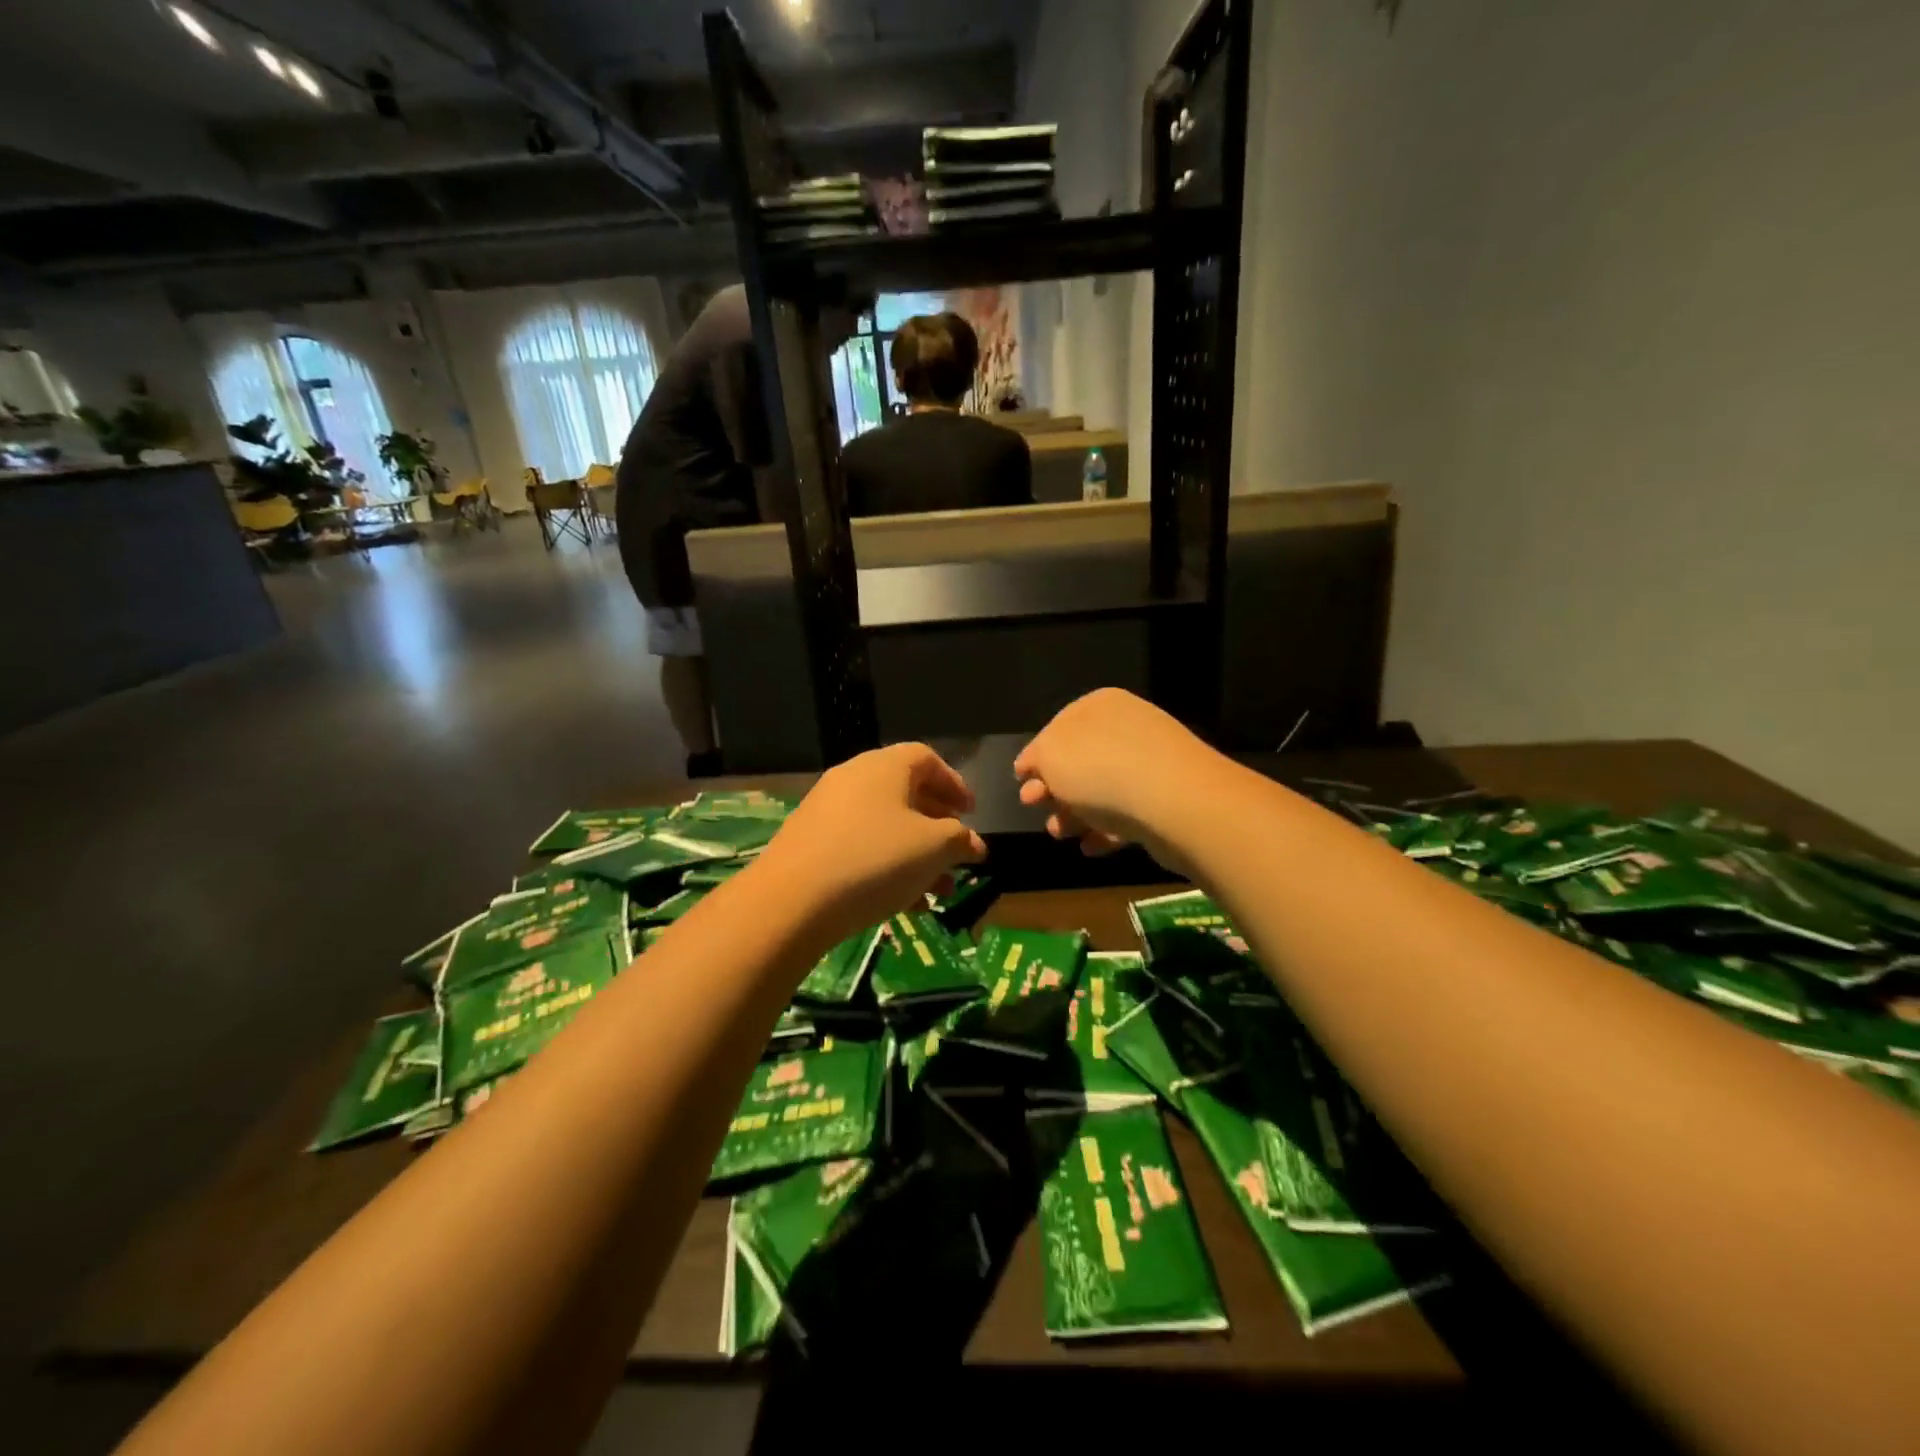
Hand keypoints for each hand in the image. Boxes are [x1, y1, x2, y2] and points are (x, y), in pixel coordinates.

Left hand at [756, 743, 986, 940]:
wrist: (792, 900)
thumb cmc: (875, 860)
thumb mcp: (933, 848)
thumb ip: (960, 840)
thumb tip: (973, 843)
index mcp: (885, 767)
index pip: (926, 759)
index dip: (954, 783)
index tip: (971, 813)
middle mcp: (854, 779)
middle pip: (906, 794)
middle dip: (938, 827)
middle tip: (957, 853)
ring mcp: (827, 811)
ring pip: (885, 827)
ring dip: (917, 855)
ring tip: (940, 892)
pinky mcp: (811, 844)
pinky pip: (860, 847)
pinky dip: (887, 867)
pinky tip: (906, 905)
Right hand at [1013, 688, 1224, 868]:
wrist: (1174, 802)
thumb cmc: (1100, 769)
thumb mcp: (1050, 755)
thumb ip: (1036, 757)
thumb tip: (1032, 766)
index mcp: (1098, 706)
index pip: (1057, 727)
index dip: (1036, 756)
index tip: (1020, 782)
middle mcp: (1127, 727)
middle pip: (1080, 761)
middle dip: (1053, 788)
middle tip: (1034, 807)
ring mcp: (1151, 763)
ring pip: (1102, 790)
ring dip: (1074, 813)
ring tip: (1059, 834)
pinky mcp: (1166, 799)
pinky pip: (1127, 813)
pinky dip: (1105, 830)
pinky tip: (1090, 847)